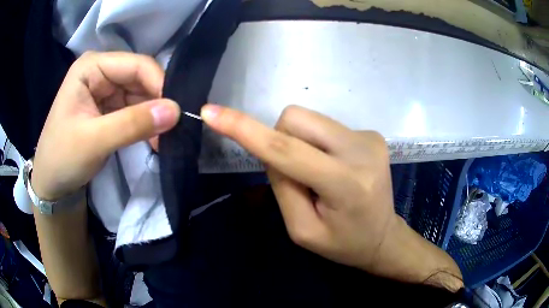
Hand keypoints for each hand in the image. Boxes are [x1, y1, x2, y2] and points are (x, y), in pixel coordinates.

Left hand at [31, 52, 180, 200]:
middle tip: (175, 129)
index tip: (176, 113)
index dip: (159, 84)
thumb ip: (132, 124)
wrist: (52, 182)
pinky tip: (155, 139)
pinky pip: (136, 109)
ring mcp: (105, 89)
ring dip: (154, 116)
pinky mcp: (109, 107)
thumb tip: (176, 111)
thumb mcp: (94, 141)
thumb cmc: (63, 157)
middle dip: (158, 103)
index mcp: (91, 67)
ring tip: (167, 139)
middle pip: (140, 78)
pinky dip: (147, 124)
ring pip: (141, 94)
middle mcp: (101, 71)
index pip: (136, 65)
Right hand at [201, 104, 462, 290]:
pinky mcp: (372, 133)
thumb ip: (283, 187)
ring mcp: (370, 137)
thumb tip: (273, 149)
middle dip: (283, 142)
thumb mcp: (303, 230)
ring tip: (320, 174)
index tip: (211, 112)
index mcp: (345, 184)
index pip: (285, 150)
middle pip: (294, 119)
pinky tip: (335, 166)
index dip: (244, 129)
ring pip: (308, 120)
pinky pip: (325, 126)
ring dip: (301, 144)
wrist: (383, 236)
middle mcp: (361, 150)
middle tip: (299, 176)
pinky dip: (318, 144)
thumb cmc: (343, 243)